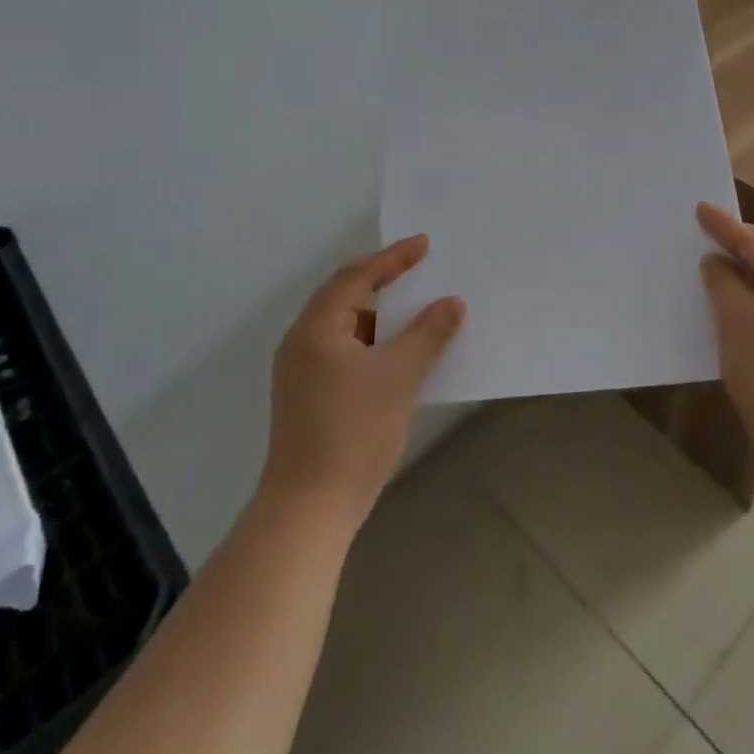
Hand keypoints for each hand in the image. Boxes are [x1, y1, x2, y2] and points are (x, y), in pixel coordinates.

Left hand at [260, 236, 465, 527]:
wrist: (309, 509)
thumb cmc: (353, 432)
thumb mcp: (400, 376)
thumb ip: (428, 333)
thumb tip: (452, 303)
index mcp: (317, 328)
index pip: (357, 276)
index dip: (393, 258)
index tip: (425, 244)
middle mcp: (302, 342)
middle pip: (345, 296)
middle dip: (383, 281)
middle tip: (419, 269)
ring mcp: (301, 372)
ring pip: (345, 326)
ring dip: (379, 315)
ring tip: (415, 310)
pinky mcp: (308, 396)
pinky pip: (344, 350)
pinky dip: (372, 342)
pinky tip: (398, 353)